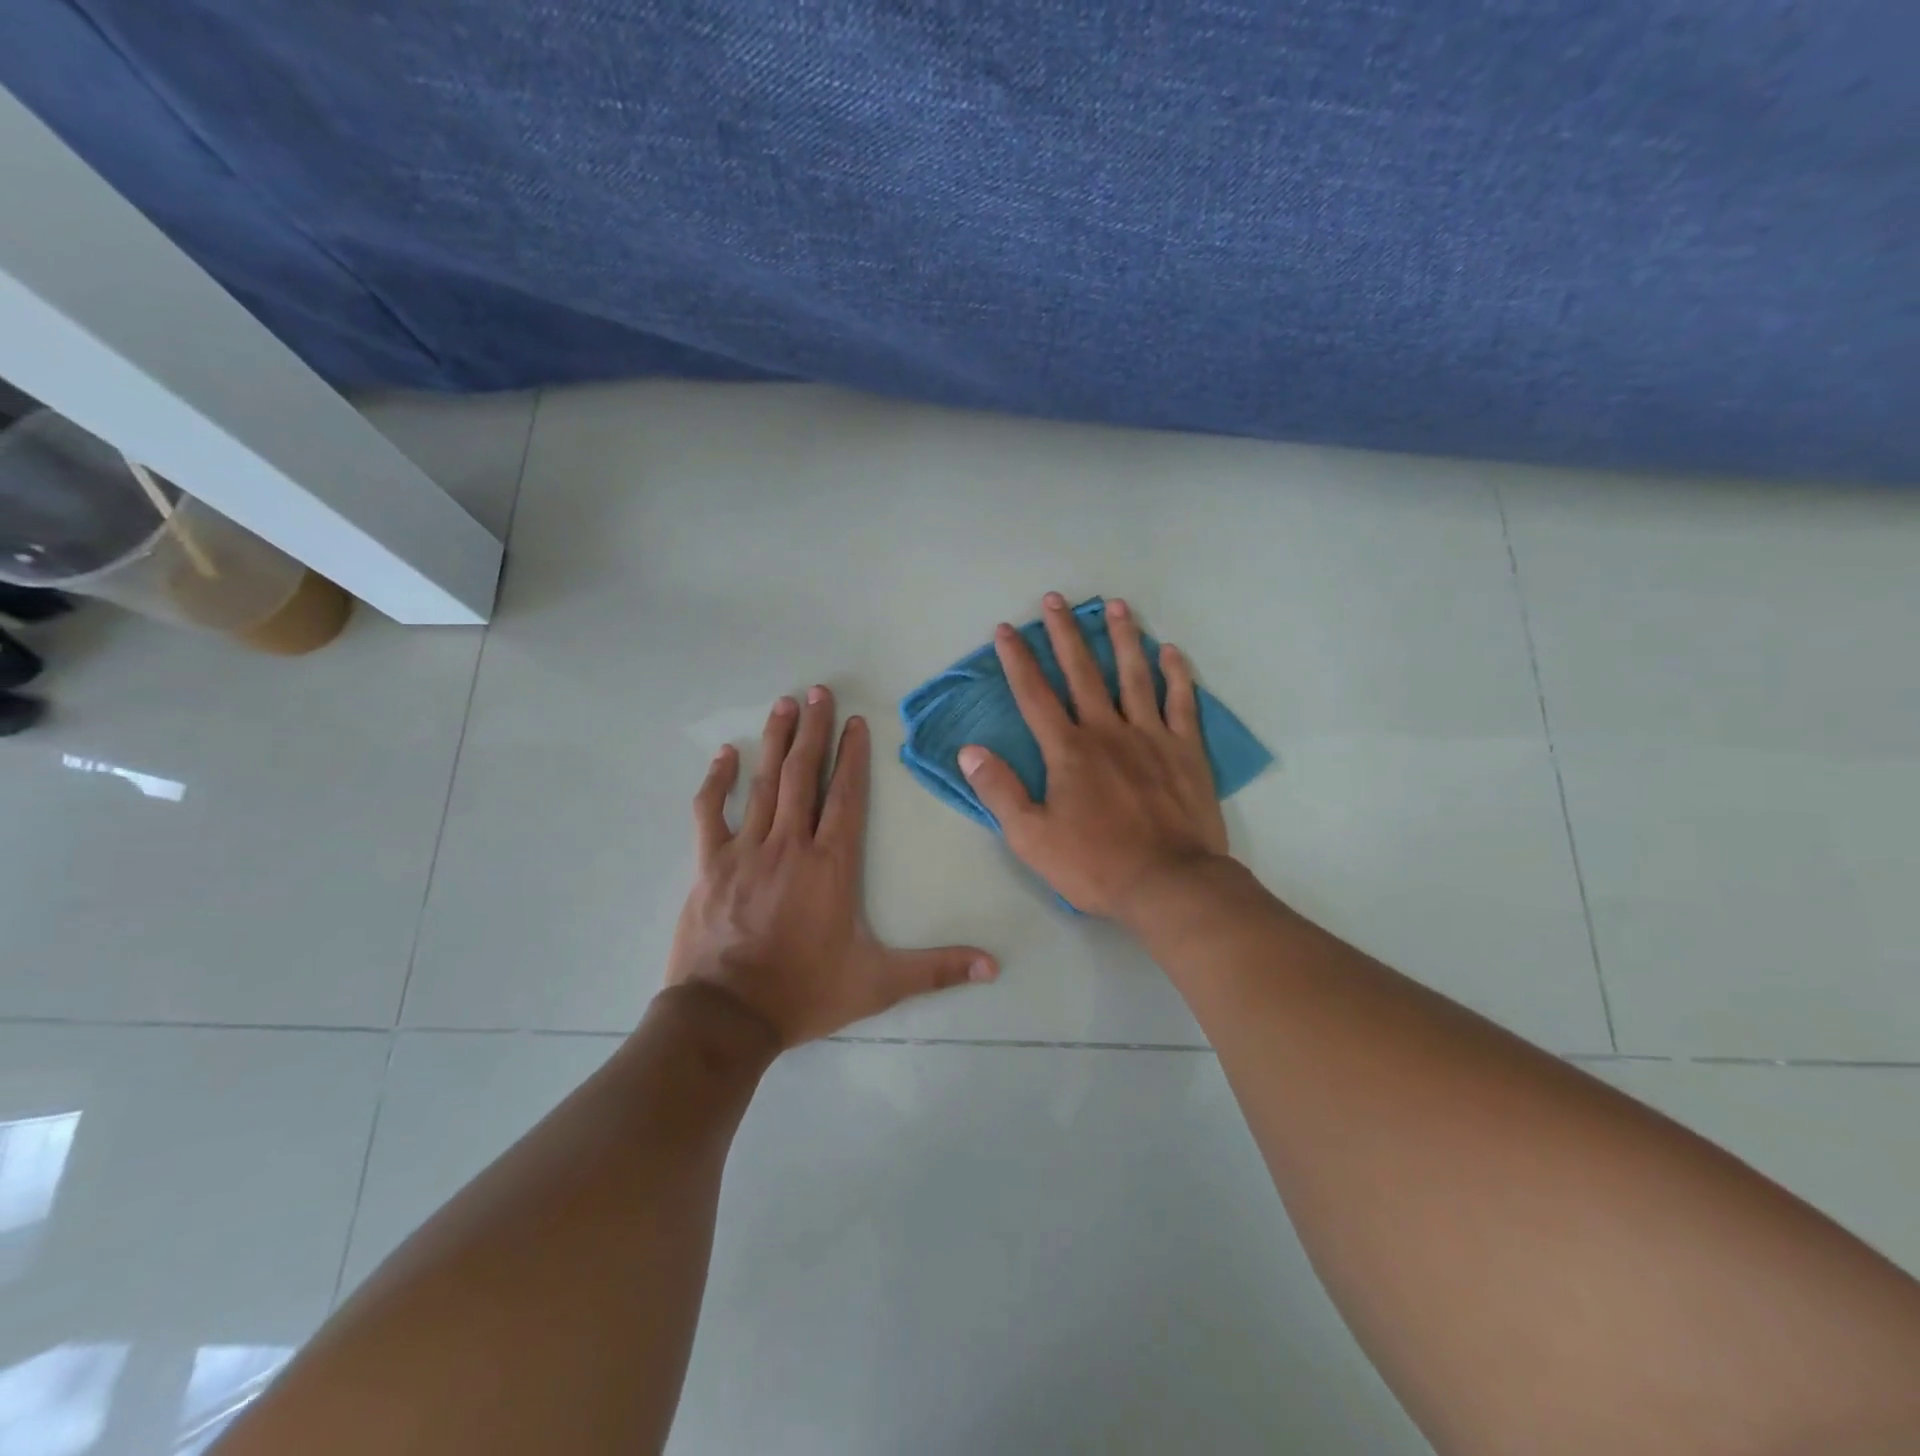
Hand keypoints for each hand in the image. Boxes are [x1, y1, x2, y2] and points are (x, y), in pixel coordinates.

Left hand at [667, 687, 998, 1046]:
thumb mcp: (879, 983)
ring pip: (764, 783)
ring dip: (776, 741)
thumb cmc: (805, 993)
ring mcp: (746, 850)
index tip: (853, 720)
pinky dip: (717, 781)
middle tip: (817, 691)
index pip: (846, 796)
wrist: (728, 1017)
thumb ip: (936, 969)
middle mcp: (790, 845)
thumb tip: (994, 966)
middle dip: (813, 730)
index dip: (852, 755)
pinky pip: (710, 812)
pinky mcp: (709, 864)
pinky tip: (724, 754)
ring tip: (784, 704)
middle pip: (805, 775)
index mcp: (831, 864)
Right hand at [956, 593, 1229, 917]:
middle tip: (1055, 598)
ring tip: (1116, 606)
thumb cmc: (1095, 864)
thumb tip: (969, 751)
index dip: (1018, 660)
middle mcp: (1107, 731)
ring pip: (1134, 676)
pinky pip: (1181, 703)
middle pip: (1082, 672)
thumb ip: (999, 790)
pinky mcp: (1186, 751)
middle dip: (1065, 634)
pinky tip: (1170, 651)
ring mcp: (1151, 736)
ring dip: (1123, 638)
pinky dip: (1176, 675)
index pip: (1035, 695)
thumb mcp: (1031, 837)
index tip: (1006, 629)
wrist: (1169, 884)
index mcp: (1068, 750)